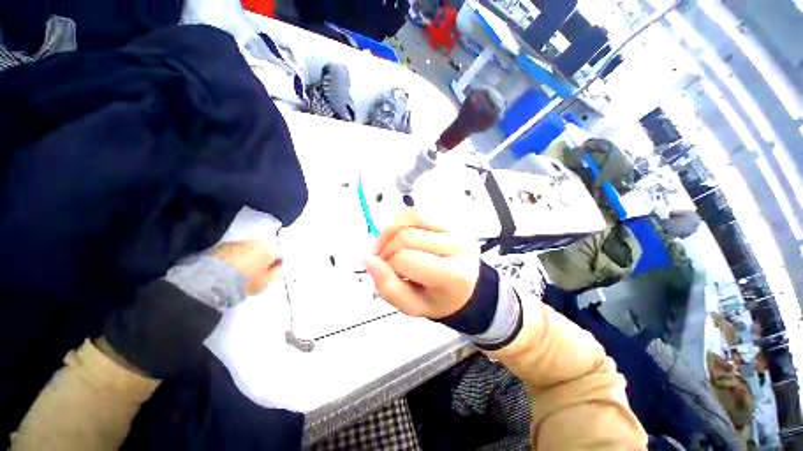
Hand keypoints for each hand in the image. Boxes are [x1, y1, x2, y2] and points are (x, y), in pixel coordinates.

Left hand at [213, 241, 282, 294]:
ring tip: (241, 273)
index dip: (277, 264)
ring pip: (247, 250)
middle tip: (257, 274)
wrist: (211, 281)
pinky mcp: (219, 247)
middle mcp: (254, 241)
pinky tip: (229, 271)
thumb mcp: (266, 281)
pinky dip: (234, 259)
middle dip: (262, 259)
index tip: (273, 273)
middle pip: (263, 250)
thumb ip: (278, 272)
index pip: (279, 253)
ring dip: (247, 259)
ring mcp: (236, 243)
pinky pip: (233, 253)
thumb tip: (282, 267)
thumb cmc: (246, 281)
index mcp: (268, 247)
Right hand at [363, 210, 479, 318]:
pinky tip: (402, 235)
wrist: (463, 286)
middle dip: (386, 248)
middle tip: (384, 260)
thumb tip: (367, 259)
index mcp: (453, 274)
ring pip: (410, 217)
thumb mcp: (412, 306)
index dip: (387, 265)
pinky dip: (401, 221)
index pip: (405, 258)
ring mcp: (456, 228)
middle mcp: (459, 246)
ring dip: (390, 231)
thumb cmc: (438, 298)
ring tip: (390, 245)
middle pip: (405, 236)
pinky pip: (417, 210)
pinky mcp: (450, 218)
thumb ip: (387, 287)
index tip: (386, 272)